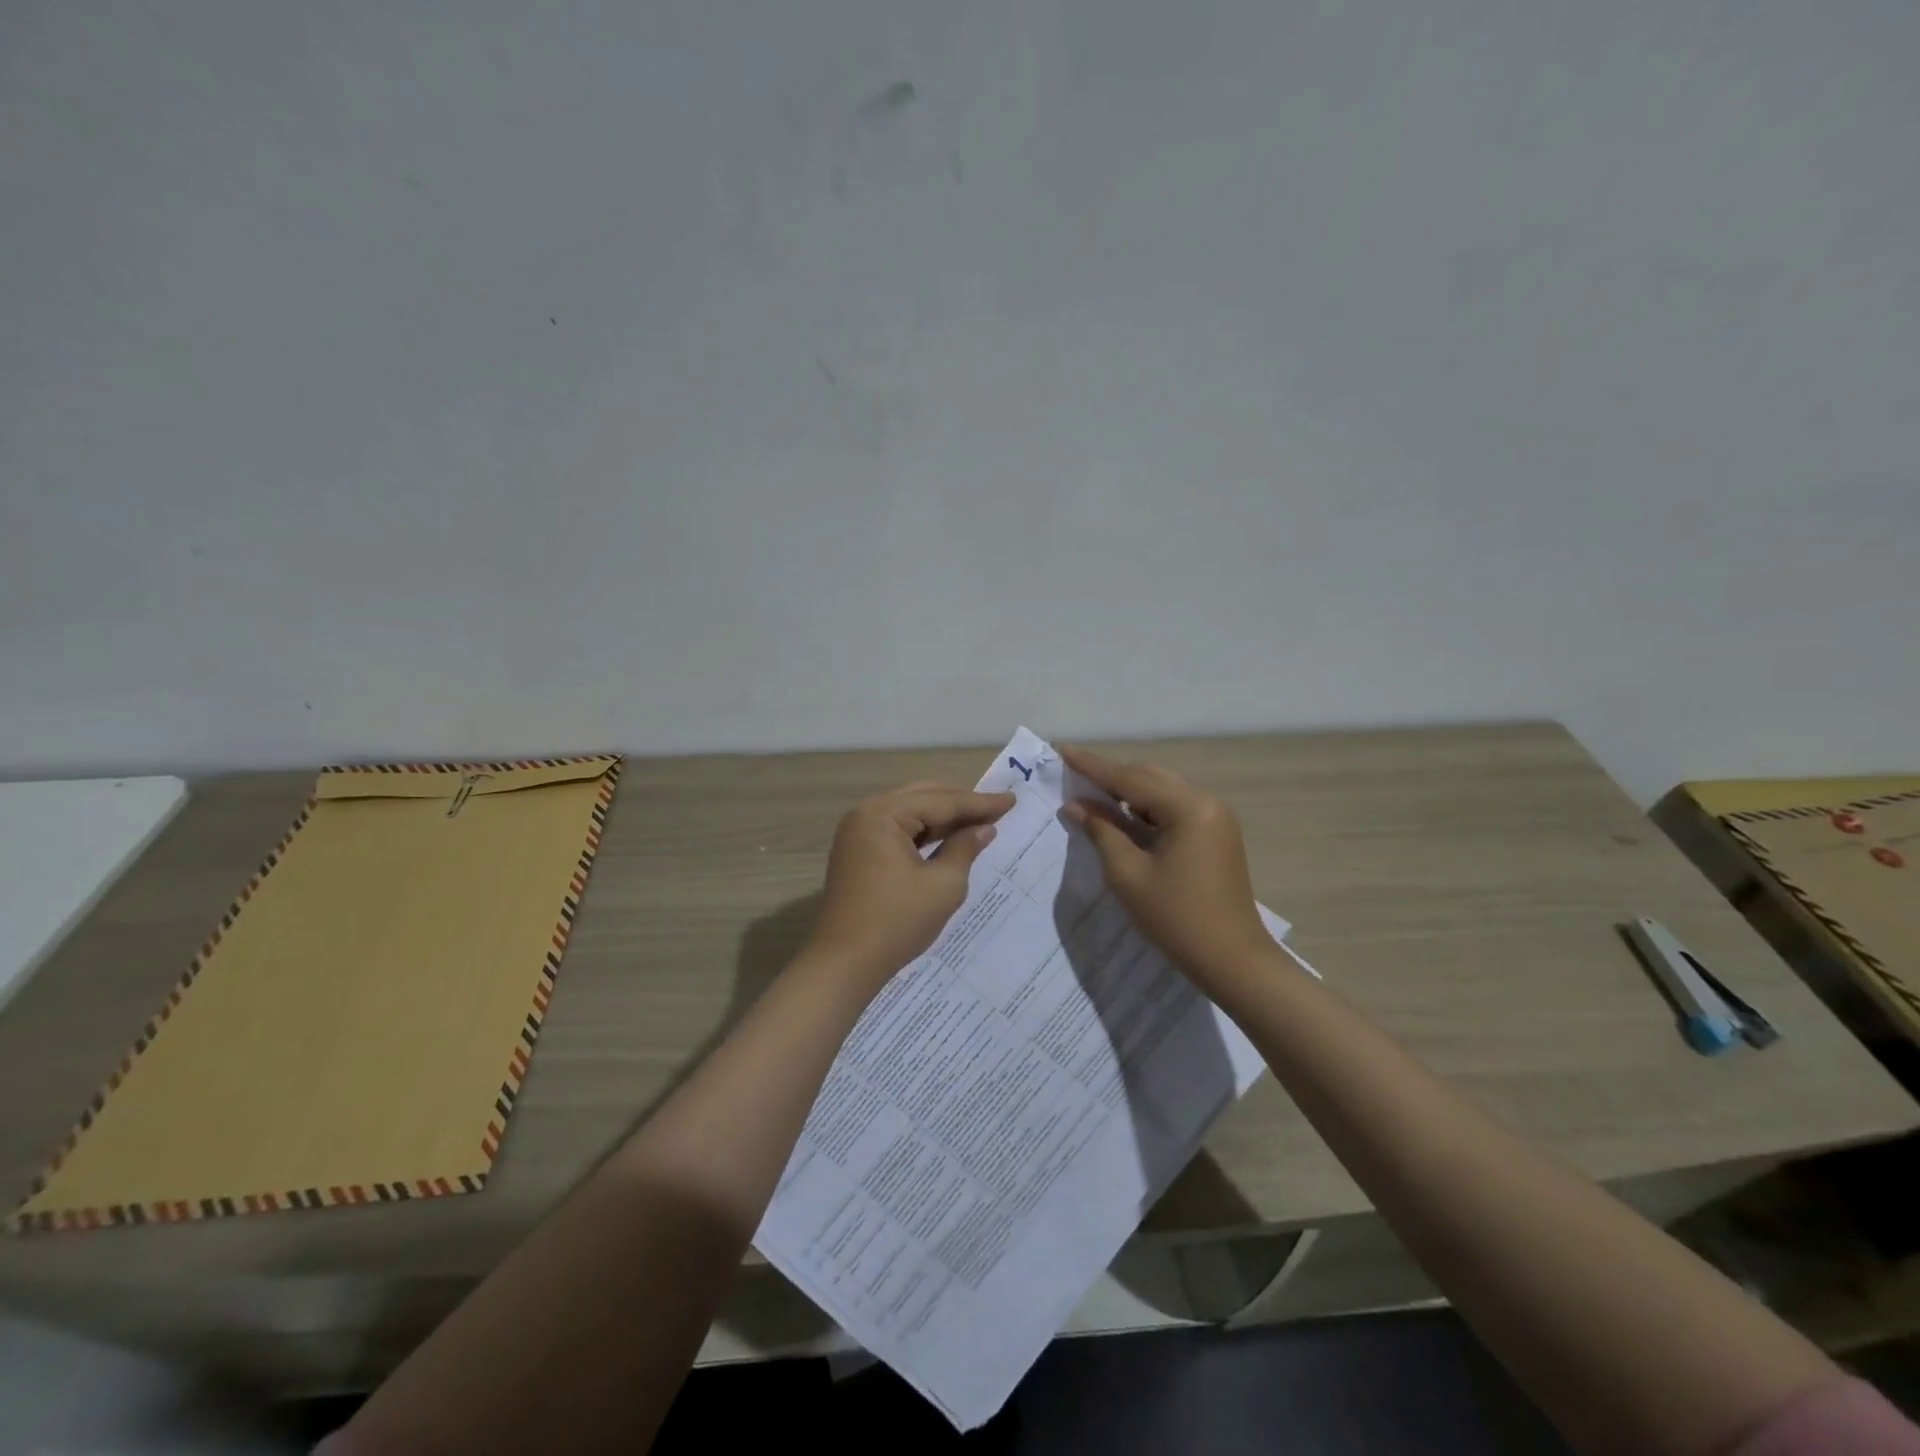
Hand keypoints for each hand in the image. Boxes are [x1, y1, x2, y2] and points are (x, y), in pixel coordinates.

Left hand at [805, 781, 1014, 993]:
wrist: (844, 963)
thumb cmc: (896, 922)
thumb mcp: (943, 885)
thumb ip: (965, 848)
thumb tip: (984, 828)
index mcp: (883, 814)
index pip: (941, 801)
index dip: (980, 803)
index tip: (1012, 800)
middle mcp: (866, 813)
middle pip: (923, 797)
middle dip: (961, 803)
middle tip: (998, 807)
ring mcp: (858, 832)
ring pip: (910, 811)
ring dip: (943, 816)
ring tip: (979, 819)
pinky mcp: (857, 851)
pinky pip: (897, 830)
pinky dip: (924, 831)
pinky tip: (948, 836)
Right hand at [1059, 746, 1271, 987]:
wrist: (1233, 961)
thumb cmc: (1176, 919)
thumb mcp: (1128, 875)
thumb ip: (1101, 832)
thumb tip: (1076, 806)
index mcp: (1189, 808)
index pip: (1130, 779)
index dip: (1092, 766)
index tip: (1062, 750)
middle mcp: (1206, 803)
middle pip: (1149, 778)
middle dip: (1110, 778)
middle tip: (1072, 779)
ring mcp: (1215, 819)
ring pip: (1161, 792)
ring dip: (1127, 795)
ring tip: (1090, 799)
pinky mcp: (1215, 836)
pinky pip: (1173, 810)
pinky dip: (1145, 812)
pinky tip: (1121, 819)